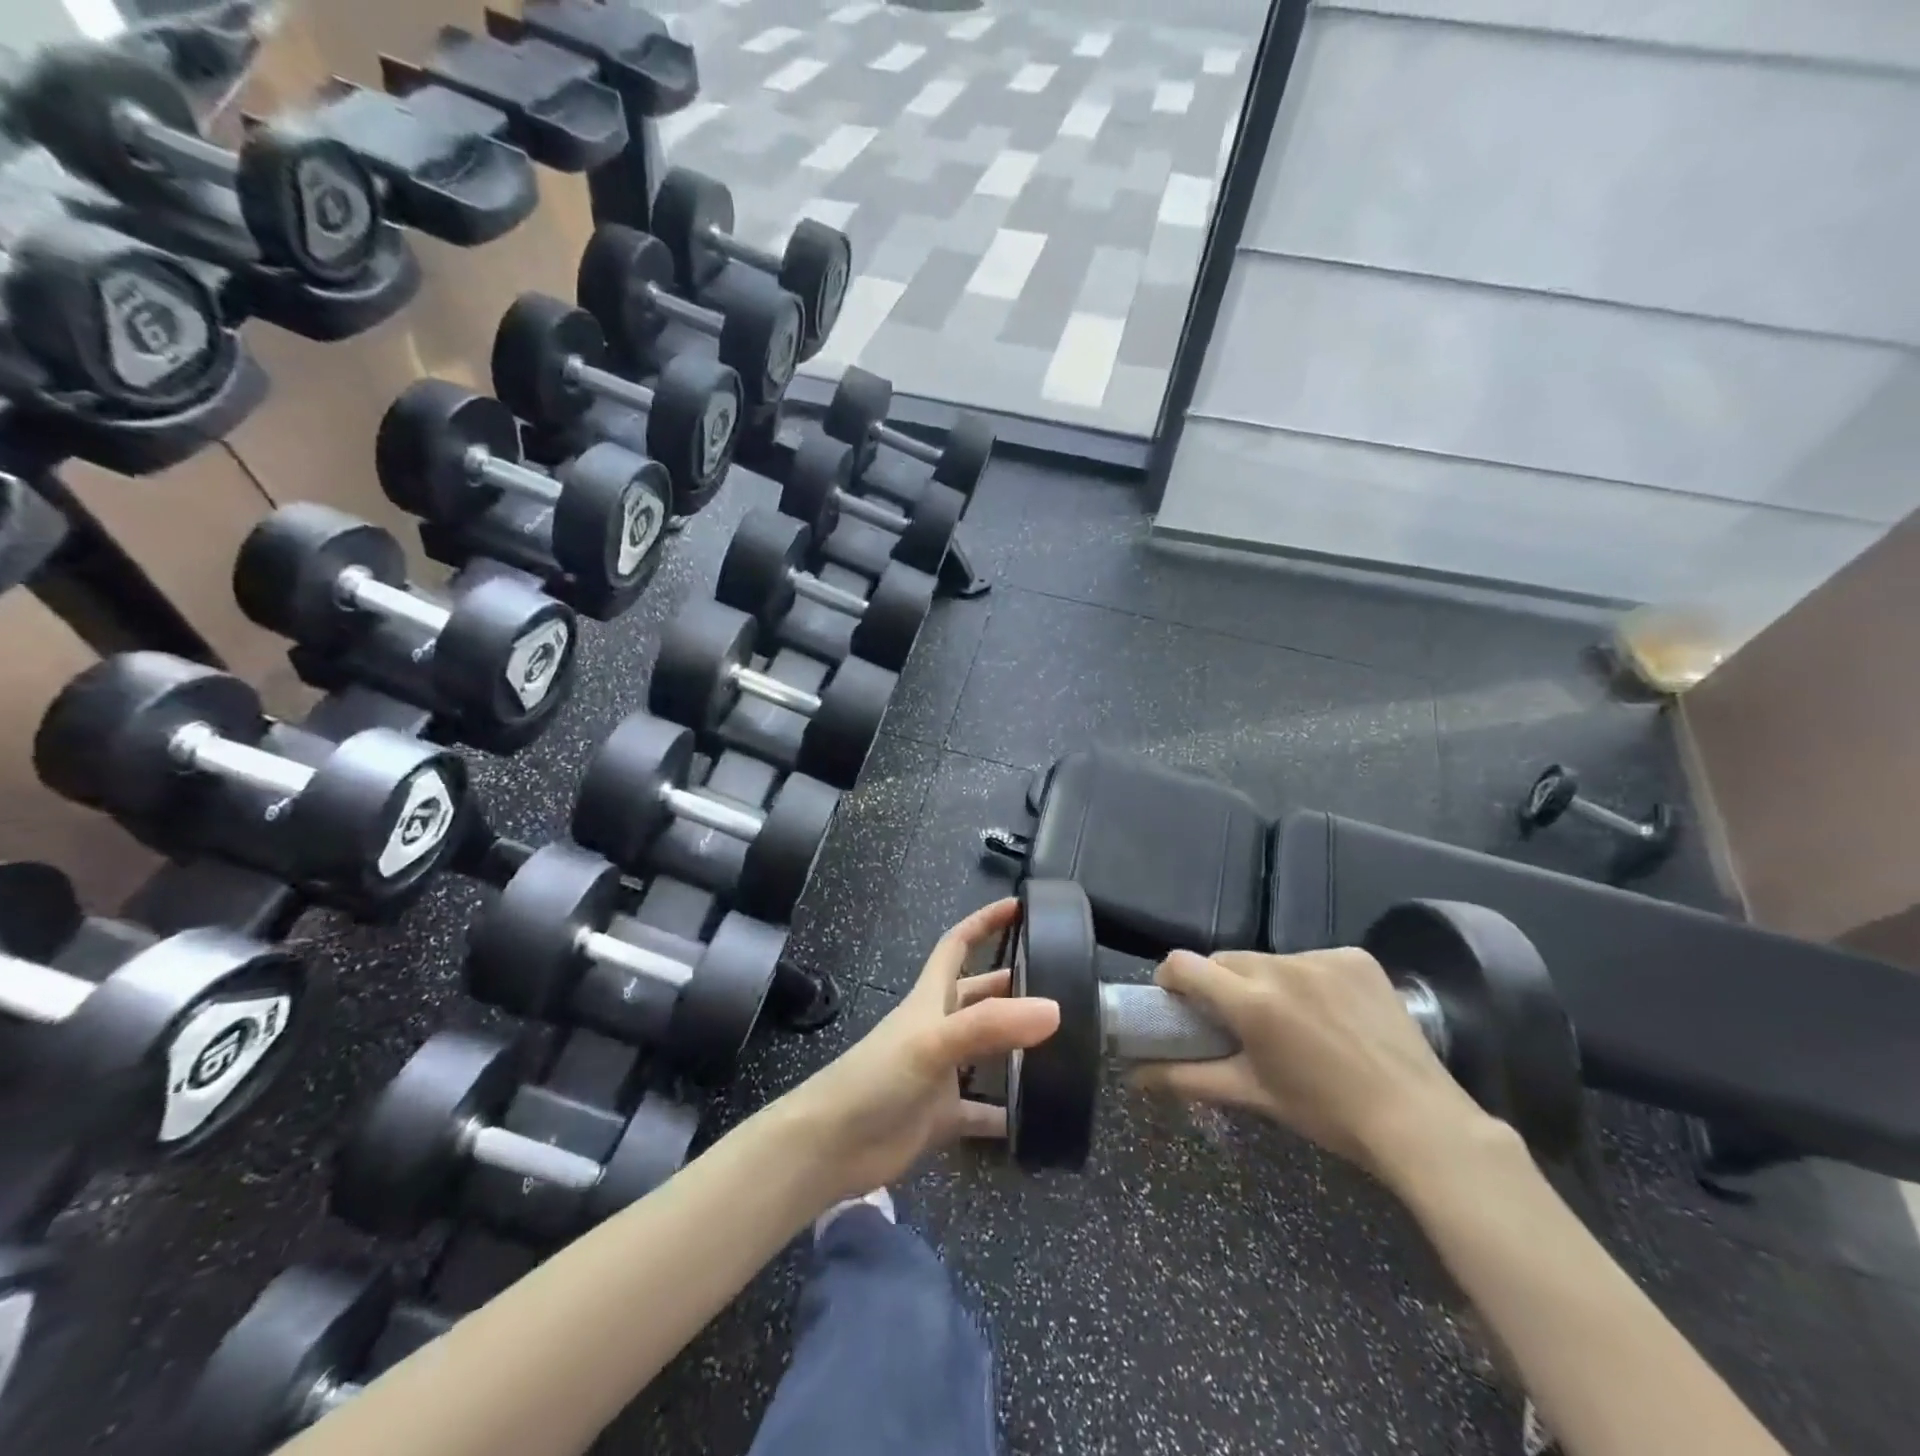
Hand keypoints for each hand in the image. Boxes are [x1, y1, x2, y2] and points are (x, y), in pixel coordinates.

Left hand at [780, 899, 1060, 1202]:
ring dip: (1016, 1046)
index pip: (957, 945)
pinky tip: (1038, 1117)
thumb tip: (1053, 1009)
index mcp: (930, 999)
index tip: (1019, 906)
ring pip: (986, 1051)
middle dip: (1012, 985)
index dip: (984, 922)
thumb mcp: (931, 1042)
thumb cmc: (876, 1078)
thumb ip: (989, 1025)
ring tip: (1063, 1045)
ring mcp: (940, 1073)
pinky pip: (983, 1111)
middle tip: (1060, 984)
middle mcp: (938, 1028)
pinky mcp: (941, 1115)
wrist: (831, 1146)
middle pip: (978, 995)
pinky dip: (1007, 1112)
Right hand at [1133, 947, 1492, 1180]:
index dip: (1170, 979)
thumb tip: (1133, 1077)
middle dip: (1220, 984)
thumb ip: (1186, 1078)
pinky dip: (1309, 980)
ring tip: (1289, 1020)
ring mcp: (1323, 958)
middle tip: (1235, 1021)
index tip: (1176, 1001)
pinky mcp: (1356, 957)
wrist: (1420, 1121)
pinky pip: (1312, 959)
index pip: (1184, 964)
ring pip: (1270, 959)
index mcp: (1251, 1002)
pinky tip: (1329, 1012)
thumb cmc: (1327, 1114)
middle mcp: (1282, 967)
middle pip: (1226, 960)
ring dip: (1264, 981)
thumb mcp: (1252, 1094)